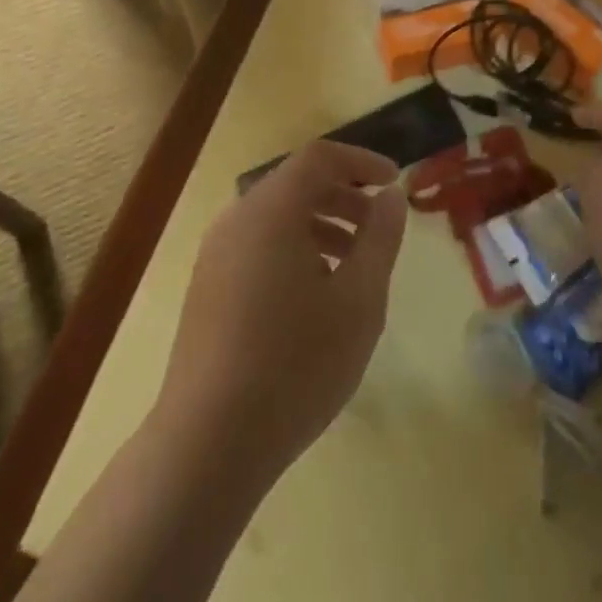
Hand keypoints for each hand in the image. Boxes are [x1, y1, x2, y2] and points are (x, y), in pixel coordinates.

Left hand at [154, 140, 407, 487]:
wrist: (207, 444)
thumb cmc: (296, 364)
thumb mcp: (358, 300)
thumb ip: (380, 238)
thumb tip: (391, 196)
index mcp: (271, 209)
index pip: (319, 157)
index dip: (361, 161)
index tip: (394, 181)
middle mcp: (237, 219)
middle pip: (296, 183)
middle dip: (343, 195)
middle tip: (379, 227)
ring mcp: (216, 254)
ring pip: (276, 217)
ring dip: (320, 225)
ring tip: (353, 265)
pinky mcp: (207, 287)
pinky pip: (257, 245)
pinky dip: (293, 249)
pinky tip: (314, 296)